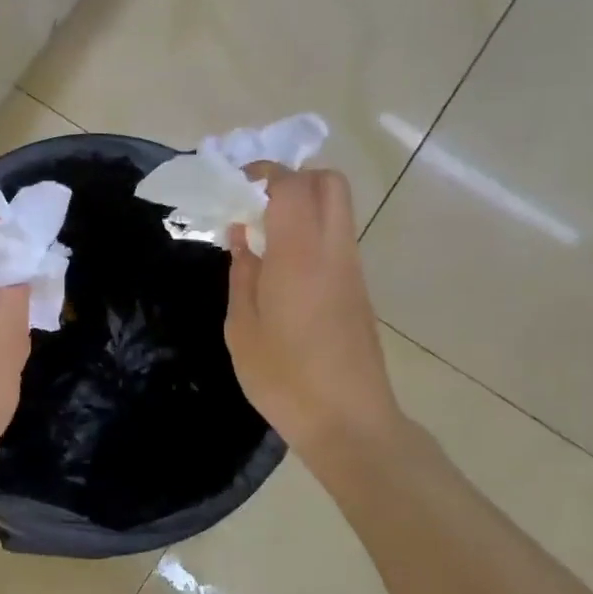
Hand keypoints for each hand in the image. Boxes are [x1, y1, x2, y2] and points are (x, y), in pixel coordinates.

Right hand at [225, 168, 405, 466]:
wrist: (348, 422)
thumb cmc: (284, 377)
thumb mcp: (243, 326)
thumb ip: (242, 273)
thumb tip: (242, 236)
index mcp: (300, 256)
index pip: (292, 185)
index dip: (264, 172)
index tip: (235, 184)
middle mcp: (333, 251)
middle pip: (329, 183)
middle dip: (291, 178)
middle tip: (255, 202)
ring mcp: (351, 269)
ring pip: (337, 209)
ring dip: (301, 205)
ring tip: (261, 235)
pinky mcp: (358, 288)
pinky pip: (336, 238)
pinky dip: (309, 231)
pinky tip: (278, 266)